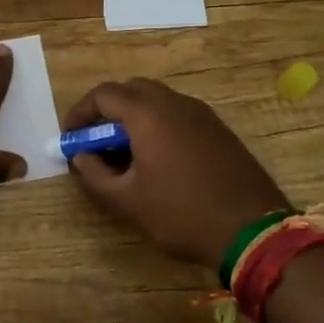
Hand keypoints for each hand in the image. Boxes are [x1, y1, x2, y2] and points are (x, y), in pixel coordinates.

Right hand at [64, 78, 289, 270]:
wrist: (252, 231)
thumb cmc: (181, 214)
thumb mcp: (127, 201)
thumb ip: (94, 174)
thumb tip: (80, 157)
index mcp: (148, 113)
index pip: (104, 95)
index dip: (81, 113)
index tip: (70, 137)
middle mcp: (175, 103)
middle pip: (131, 90)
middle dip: (107, 111)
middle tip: (96, 141)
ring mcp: (202, 114)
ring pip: (157, 101)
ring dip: (134, 118)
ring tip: (124, 153)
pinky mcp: (219, 130)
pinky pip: (178, 115)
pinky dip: (158, 126)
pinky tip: (158, 159)